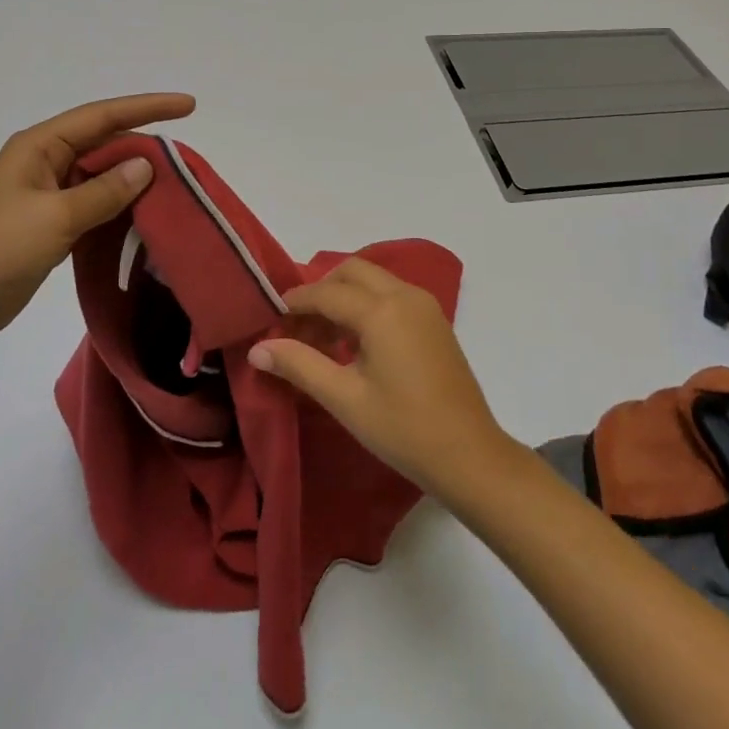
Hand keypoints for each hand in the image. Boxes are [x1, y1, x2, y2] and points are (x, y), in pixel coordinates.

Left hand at [0, 92, 195, 344]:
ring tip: (176, 188)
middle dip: (144, 147)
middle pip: (105, 143)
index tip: (189, 105)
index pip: (103, 116)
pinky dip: (119, 208)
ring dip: (134, 181)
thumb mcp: (54, 218)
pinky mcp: (48, 226)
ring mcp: (46, 195)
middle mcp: (44, 163)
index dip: (147, 107)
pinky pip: (94, 206)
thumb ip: (104, 191)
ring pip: (101, 177)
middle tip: (187, 162)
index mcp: (40, 146)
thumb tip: (146, 165)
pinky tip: (145, 218)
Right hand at [247, 257, 513, 497]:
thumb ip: (300, 365)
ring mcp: (424, 305)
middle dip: (321, 291)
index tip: (270, 319)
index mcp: (382, 310)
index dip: (295, 302)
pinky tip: (354, 345)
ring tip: (321, 340)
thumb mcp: (345, 399)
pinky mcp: (434, 320)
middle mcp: (405, 295)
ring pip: (373, 281)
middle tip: (298, 327)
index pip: (326, 292)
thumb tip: (258, 349)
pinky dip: (367, 306)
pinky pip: (391, 296)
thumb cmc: (403, 429)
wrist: (470, 455)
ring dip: (344, 298)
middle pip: (352, 272)